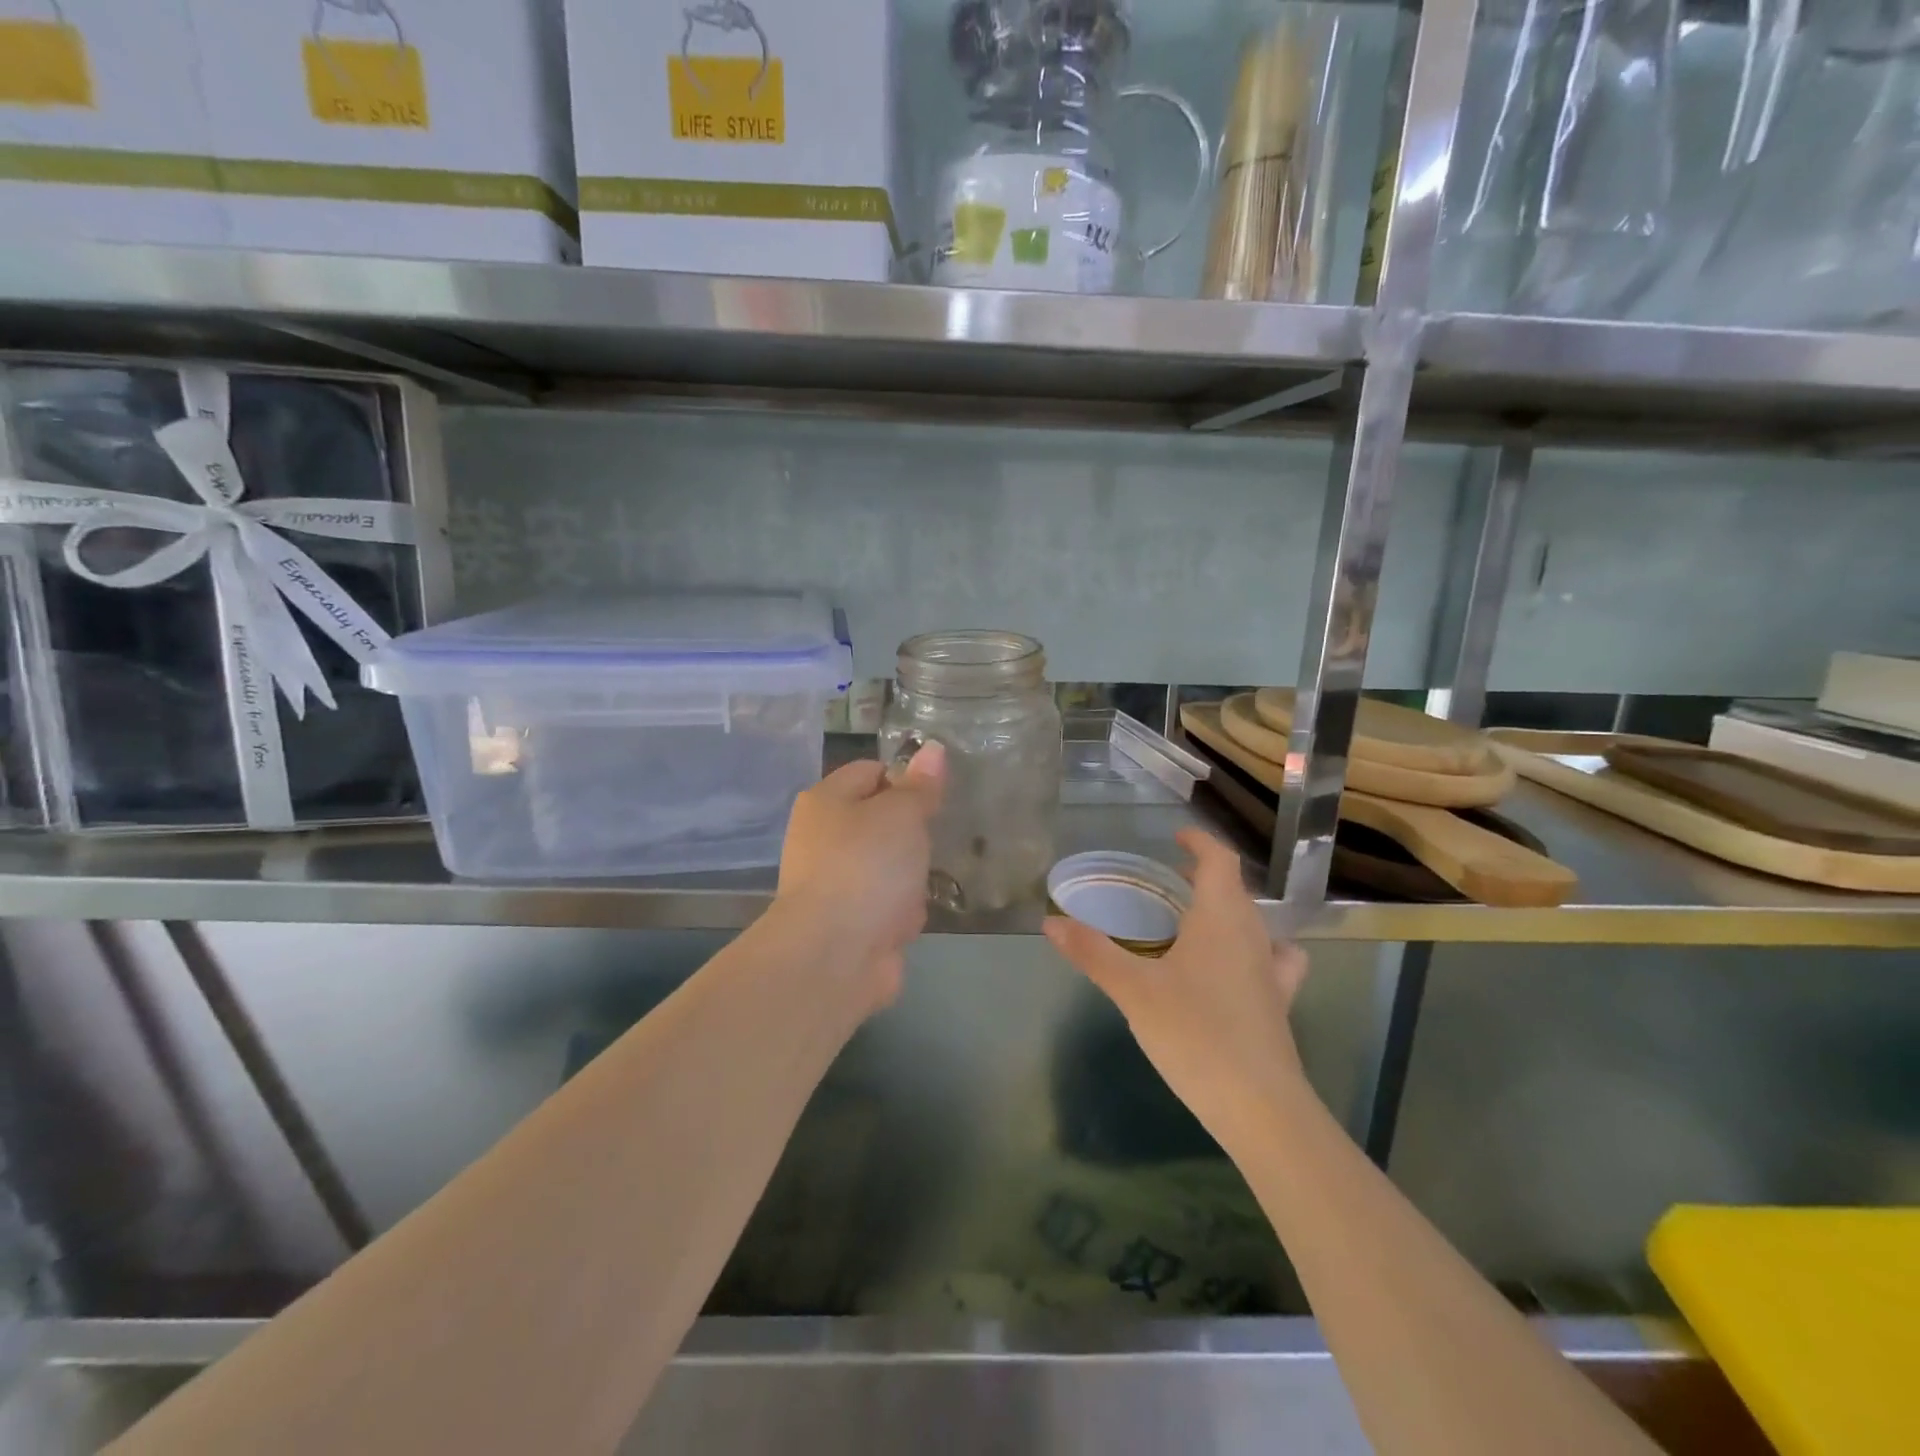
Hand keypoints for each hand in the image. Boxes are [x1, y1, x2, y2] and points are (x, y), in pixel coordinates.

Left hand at [776, 742, 945, 1010]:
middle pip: (880, 821)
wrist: (834, 955)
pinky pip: (885, 904)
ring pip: (887, 865)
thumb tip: (933, 748)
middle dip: (912, 833)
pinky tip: (910, 919)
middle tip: (936, 836)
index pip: (870, 771)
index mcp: (825, 801)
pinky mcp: (847, 922)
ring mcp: (833, 882)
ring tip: (926, 881)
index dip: (906, 777)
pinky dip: (900, 911)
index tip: (937, 795)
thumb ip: (920, 785)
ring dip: (910, 876)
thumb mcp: (902, 814)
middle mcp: (822, 838)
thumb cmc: (867, 867)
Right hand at [1044, 828, 1310, 1151]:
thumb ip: (1092, 952)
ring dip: (1229, 912)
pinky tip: (1238, 971)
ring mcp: (1272, 972)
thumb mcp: (1133, 991)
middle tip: (1171, 880)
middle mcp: (1253, 935)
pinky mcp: (1279, 1005)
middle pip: (1236, 890)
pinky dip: (1256, 952)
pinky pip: (1273, 962)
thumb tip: (1050, 922)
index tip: (1177, 837)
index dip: (1200, 842)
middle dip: (1206, 876)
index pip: (1220, 860)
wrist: (1259, 1106)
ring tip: (1198, 921)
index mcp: (1221, 918)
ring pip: (1255, 924)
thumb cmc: (1194, 1033)